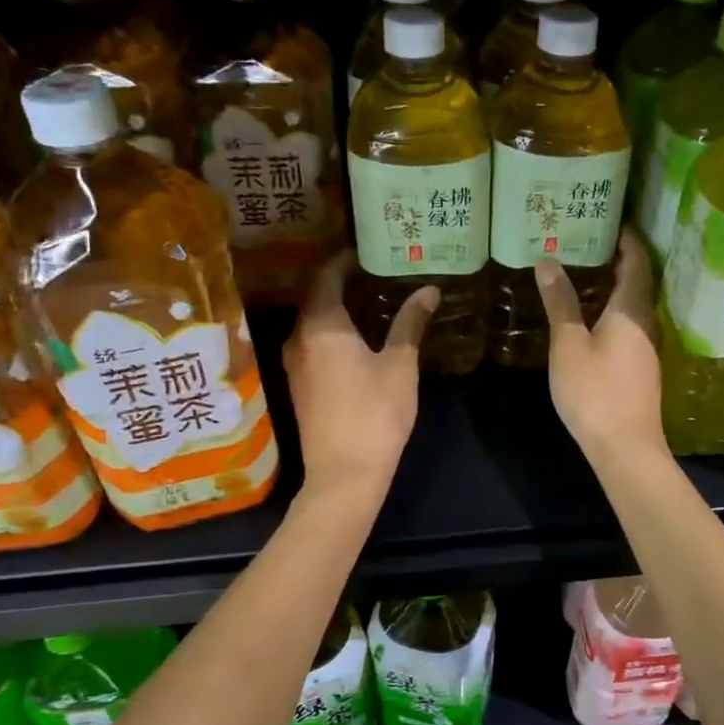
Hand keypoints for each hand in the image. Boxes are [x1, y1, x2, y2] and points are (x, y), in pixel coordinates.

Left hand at [284, 251, 437, 495]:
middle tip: (375, 273)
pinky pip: (311, 343)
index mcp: (321, 325)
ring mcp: (294, 363)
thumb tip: (429, 290)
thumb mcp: (399, 365)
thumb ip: (410, 323)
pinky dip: (331, 331)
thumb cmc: (375, 413)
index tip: (367, 252)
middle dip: (340, 281)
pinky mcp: (299, 385)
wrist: (344, 473)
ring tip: (370, 301)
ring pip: (311, 321)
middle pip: (314, 296)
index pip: (325, 276)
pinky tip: (357, 338)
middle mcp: (299, 338)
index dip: (344, 260)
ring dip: (335, 307)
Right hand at [536, 228, 667, 465]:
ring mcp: (647, 349)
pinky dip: (613, 313)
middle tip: (589, 243)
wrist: (625, 447)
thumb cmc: (594, 391)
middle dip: (618, 261)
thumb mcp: (568, 344)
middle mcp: (646, 324)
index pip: (637, 263)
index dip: (628, 240)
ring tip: (585, 276)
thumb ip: (560, 303)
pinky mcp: (641, 370)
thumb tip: (548, 261)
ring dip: (615, 288)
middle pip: (638, 283)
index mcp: (631, 310)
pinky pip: (629, 328)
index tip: (612, 222)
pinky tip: (592, 319)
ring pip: (633, 307)